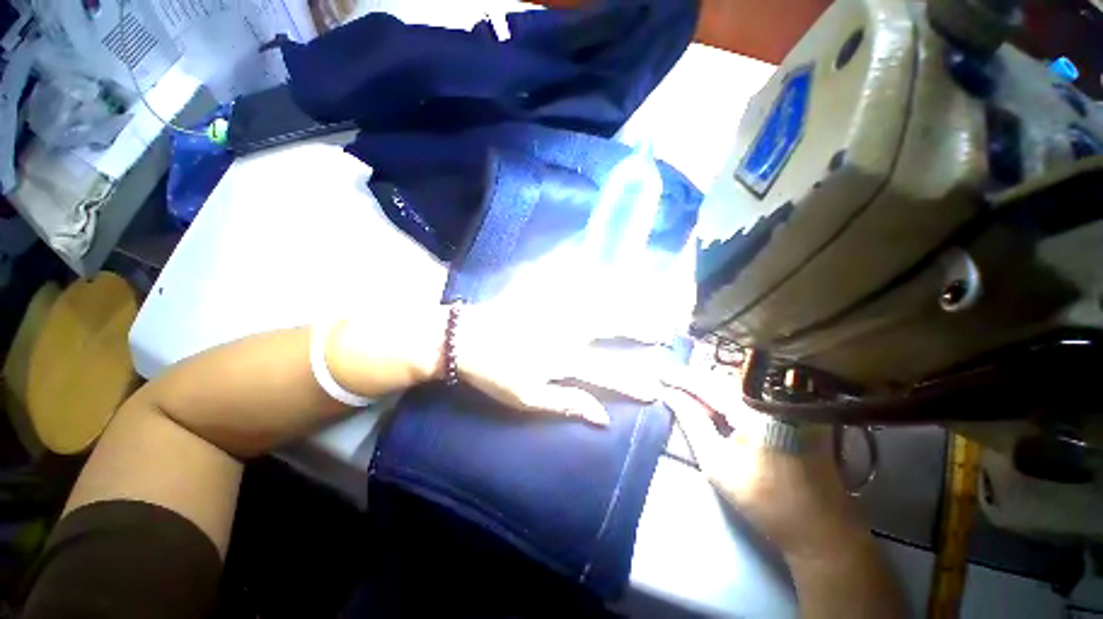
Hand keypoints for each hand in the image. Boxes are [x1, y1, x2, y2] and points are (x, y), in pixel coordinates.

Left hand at [328, 301, 660, 425]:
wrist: (462, 338)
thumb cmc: (493, 373)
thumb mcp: (526, 399)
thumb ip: (566, 403)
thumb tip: (602, 416)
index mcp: (562, 359)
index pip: (607, 373)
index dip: (633, 382)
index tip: (656, 388)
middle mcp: (565, 330)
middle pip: (611, 328)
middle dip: (641, 328)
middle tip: (666, 328)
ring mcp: (555, 308)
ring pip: (599, 302)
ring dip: (628, 301)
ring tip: (652, 299)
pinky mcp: (544, 294)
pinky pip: (577, 284)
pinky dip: (599, 283)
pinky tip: (612, 280)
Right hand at [662, 365, 865, 559]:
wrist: (820, 527)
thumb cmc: (765, 500)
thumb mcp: (717, 464)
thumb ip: (692, 422)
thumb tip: (670, 395)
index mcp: (756, 408)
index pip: (706, 382)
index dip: (679, 377)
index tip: (657, 373)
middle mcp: (774, 396)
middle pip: (721, 378)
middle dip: (690, 378)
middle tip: (665, 379)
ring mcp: (788, 400)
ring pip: (734, 383)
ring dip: (706, 385)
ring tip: (680, 386)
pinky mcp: (793, 409)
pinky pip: (749, 392)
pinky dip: (725, 393)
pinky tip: (708, 397)